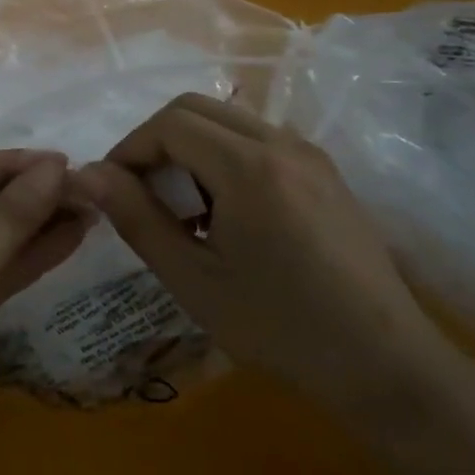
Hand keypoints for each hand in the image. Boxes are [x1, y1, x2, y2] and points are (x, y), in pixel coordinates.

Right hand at [75, 94, 455, 413]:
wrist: (387, 366)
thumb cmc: (281, 328)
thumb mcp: (193, 280)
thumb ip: (137, 218)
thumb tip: (88, 174)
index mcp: (249, 167)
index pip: (169, 123)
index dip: (130, 148)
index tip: (113, 190)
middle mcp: (282, 143)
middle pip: (197, 108)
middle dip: (156, 140)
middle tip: (141, 192)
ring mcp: (310, 154)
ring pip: (228, 120)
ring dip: (191, 147)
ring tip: (182, 207)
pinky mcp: (325, 172)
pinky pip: (258, 140)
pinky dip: (224, 156)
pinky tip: (226, 212)